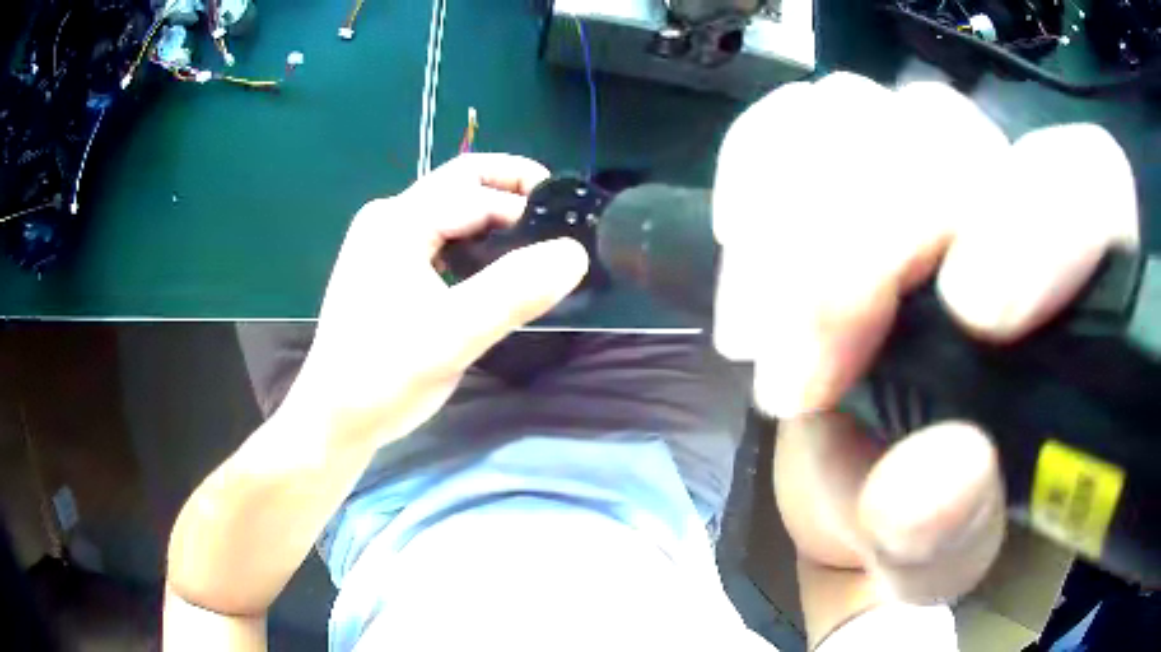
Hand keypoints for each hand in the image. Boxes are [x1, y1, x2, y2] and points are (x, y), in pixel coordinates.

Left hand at [282, 154, 588, 447]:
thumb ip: (515, 290)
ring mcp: (382, 240)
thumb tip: (575, 252)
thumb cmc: (384, 376)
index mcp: (398, 222)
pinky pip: (438, 235)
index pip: (477, 192)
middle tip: (557, 216)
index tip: (570, 234)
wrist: (334, 418)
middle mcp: (388, 217)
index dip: (527, 206)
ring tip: (533, 243)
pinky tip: (491, 266)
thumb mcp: (453, 335)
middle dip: (512, 189)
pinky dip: (473, 239)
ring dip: (494, 215)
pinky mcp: (384, 265)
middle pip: (461, 182)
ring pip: (451, 208)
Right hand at [713, 74, 1136, 627]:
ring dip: (796, 213)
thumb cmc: (932, 535)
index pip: (1094, 186)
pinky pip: (798, 119)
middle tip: (799, 373)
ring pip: (867, 112)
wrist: (881, 499)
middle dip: (869, 244)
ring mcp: (928, 181)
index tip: (972, 311)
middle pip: (953, 134)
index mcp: (1077, 303)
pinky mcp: (853, 176)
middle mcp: (1012, 210)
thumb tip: (933, 479)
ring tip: (761, 330)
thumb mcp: (937, 572)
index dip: (1043, 216)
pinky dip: (758, 165)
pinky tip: (744, 241)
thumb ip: (946, 544)